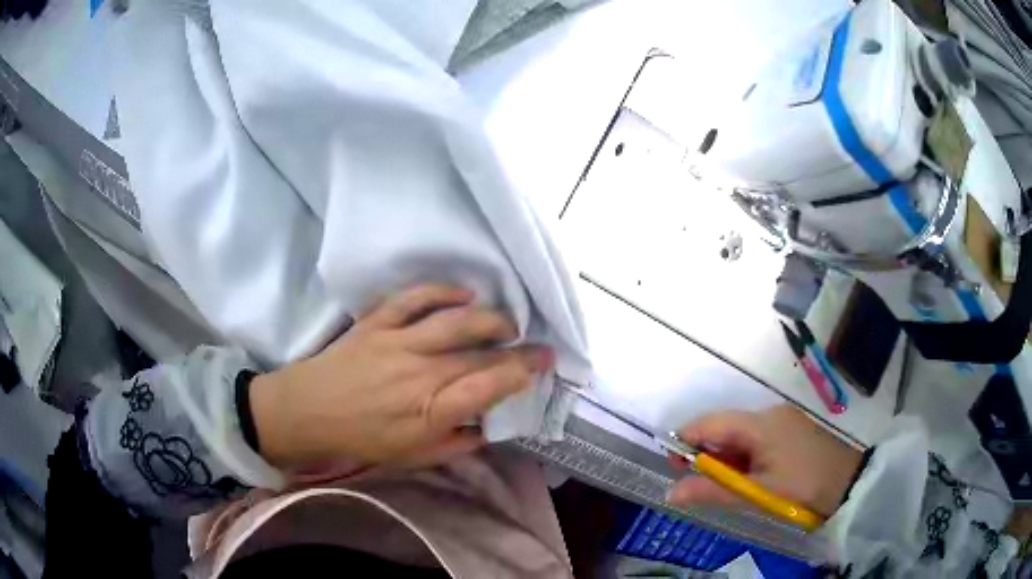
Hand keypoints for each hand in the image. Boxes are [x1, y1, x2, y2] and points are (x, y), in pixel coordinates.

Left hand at [249, 284, 552, 467]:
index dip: (523, 372)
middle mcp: (419, 373)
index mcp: (429, 411)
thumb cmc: (360, 440)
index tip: (545, 364)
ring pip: (455, 320)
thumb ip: (455, 443)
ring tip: (505, 323)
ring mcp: (397, 342)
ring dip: (488, 318)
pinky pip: (414, 298)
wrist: (306, 413)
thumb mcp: (412, 457)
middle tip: (535, 345)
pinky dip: (442, 291)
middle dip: (517, 348)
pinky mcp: (377, 322)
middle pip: (480, 352)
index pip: (490, 386)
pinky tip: (463, 293)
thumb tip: (487, 427)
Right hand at [667, 405, 862, 517]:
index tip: (671, 465)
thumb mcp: (757, 493)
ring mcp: (784, 421)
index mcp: (761, 423)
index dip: (686, 440)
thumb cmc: (803, 488)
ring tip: (726, 487)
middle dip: (707, 455)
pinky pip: (758, 440)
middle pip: (725, 428)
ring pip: (742, 435)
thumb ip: (713, 490)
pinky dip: (745, 458)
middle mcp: (770, 414)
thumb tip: (671, 492)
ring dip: (727, 459)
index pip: (710, 423)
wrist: (851, 485)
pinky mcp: (793, 430)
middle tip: (698, 485)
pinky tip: (749, 479)